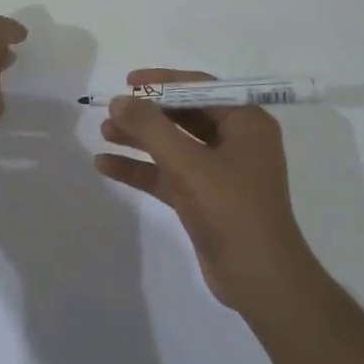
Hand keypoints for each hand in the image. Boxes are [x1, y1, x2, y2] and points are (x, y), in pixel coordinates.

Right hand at [94, 69, 317, 312]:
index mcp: (246, 123)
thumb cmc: (232, 211)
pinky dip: (141, 169)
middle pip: (184, 115)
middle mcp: (236, 142)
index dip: (163, 82)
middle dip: (147, 113)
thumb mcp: (189, 164)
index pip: (201, 88)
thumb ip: (151, 128)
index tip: (129, 82)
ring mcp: (220, 172)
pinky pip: (168, 174)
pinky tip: (105, 165)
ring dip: (140, 139)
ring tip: (103, 133)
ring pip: (174, 145)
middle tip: (112, 110)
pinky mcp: (204, 199)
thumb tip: (119, 101)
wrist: (260, 281)